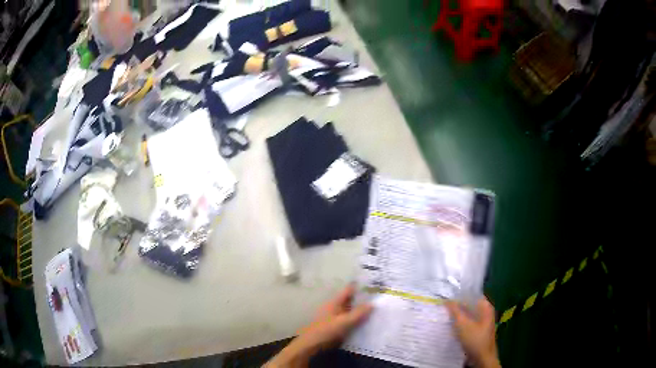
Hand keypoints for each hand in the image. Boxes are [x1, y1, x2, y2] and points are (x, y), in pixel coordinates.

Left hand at [265, 284, 372, 367]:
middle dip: (364, 299)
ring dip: (361, 310)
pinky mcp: (335, 326)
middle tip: (380, 298)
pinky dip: (357, 319)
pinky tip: (367, 322)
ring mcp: (334, 317)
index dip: (361, 286)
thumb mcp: (344, 322)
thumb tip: (373, 303)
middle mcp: (334, 307)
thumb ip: (358, 313)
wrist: (311, 345)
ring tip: (378, 309)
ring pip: (350, 310)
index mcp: (335, 302)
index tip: (375, 284)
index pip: (349, 290)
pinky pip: (349, 319)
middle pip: (351, 300)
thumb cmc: (326, 331)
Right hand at [445, 297, 500, 367]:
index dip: (460, 294)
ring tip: (445, 315)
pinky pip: (468, 323)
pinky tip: (451, 326)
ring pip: (468, 314)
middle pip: (470, 305)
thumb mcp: (462, 324)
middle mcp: (486, 312)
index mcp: (486, 307)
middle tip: (443, 306)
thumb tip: (446, 299)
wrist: (482, 358)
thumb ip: (455, 311)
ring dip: (458, 315)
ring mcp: (482, 322)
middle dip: (457, 305)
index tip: (447, 295)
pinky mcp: (478, 331)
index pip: (472, 294)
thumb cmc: (475, 339)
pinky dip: (460, 323)